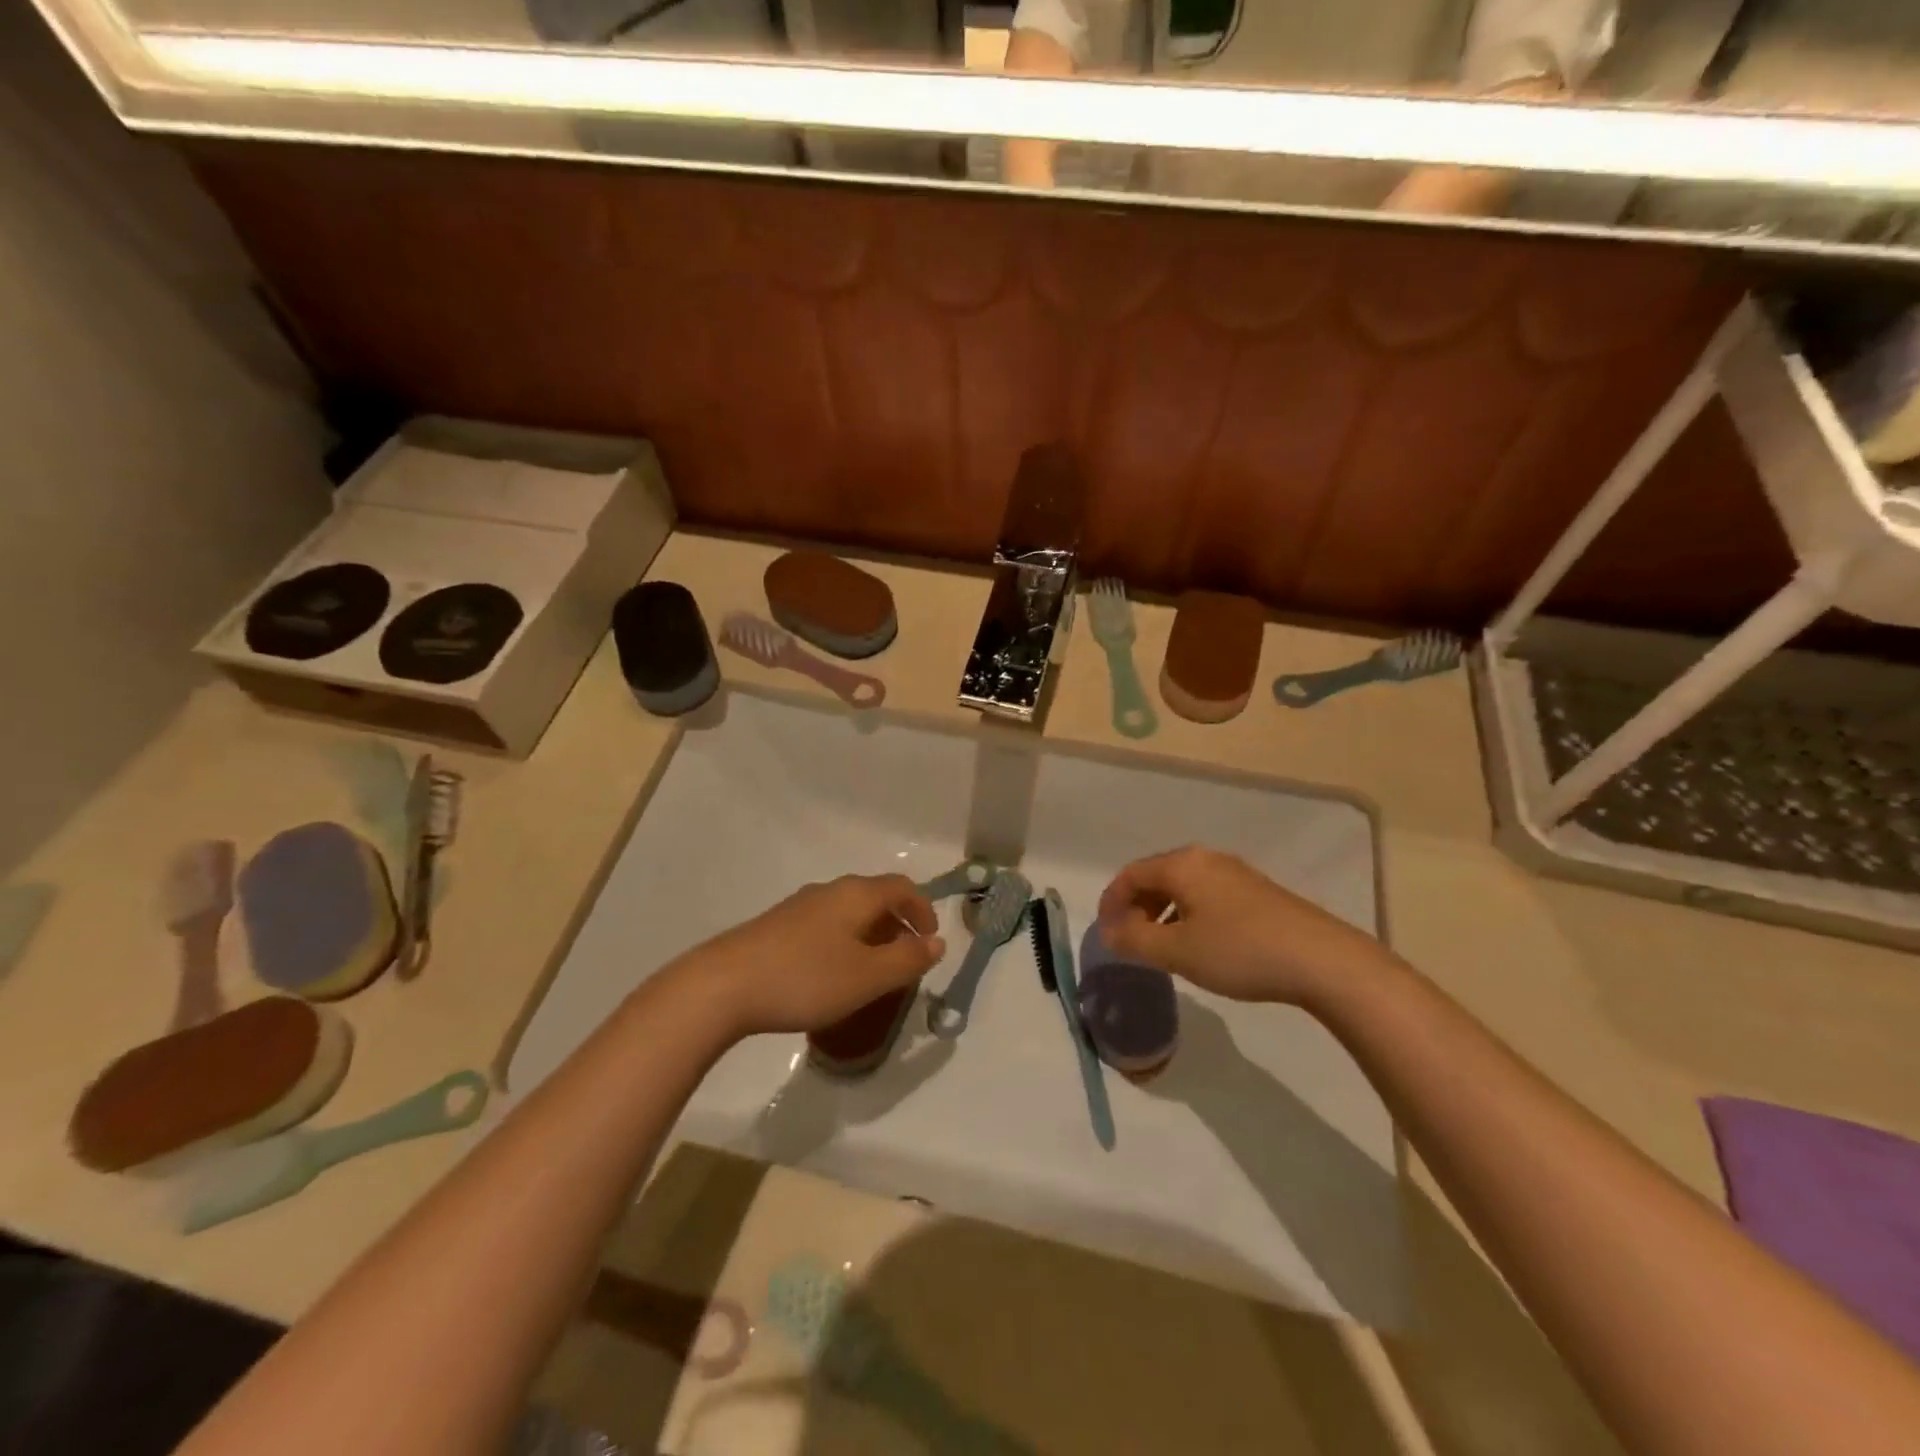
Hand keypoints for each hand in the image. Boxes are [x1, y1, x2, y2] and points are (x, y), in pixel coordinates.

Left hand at [671, 875, 945, 1037]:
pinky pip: (824, 925)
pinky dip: (843, 941)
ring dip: (869, 933)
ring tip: (871, 970)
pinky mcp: (775, 926)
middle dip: (896, 923)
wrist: (723, 986)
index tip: (931, 940)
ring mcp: (798, 906)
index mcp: (856, 895)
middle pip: (874, 896)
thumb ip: (907, 959)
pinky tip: (830, 974)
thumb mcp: (868, 977)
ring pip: (847, 911)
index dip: (922, 909)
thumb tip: (937, 943)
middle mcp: (829, 891)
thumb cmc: (806, 978)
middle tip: (905, 957)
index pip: (902, 887)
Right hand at [1096, 846, 1384, 1005]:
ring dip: (1162, 913)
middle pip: (1156, 876)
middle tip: (1130, 941)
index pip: (1130, 874)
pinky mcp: (1257, 892)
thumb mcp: (1177, 951)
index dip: (1111, 902)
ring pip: (1182, 887)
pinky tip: (1199, 944)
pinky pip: (1206, 895)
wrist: (1321, 960)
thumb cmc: (1239, 951)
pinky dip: (1188, 914)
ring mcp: (1235, 873)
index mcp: (1182, 864)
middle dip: (1136, 907)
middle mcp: (1205, 859)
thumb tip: (1107, 932)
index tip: (1105, 933)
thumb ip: (1134, 940)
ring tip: (1161, 947)